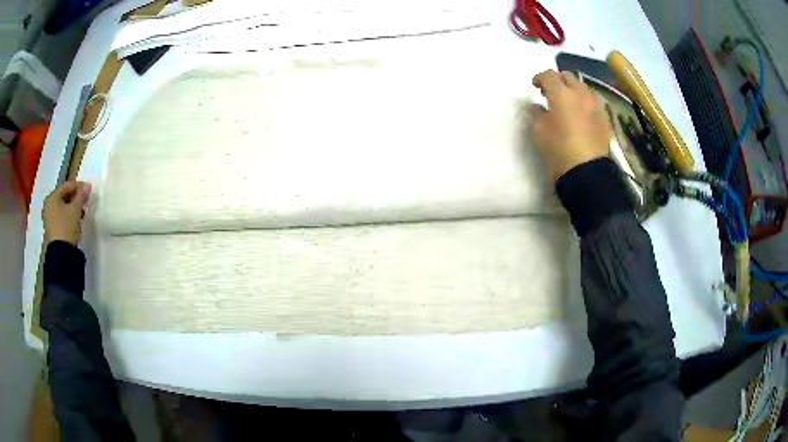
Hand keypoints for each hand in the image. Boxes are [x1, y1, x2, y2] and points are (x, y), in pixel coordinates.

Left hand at [43, 181, 90, 245]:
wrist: (61, 254)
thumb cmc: (66, 226)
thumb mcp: (76, 209)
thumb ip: (81, 196)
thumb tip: (87, 186)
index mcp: (52, 197)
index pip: (67, 186)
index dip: (78, 186)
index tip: (88, 189)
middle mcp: (49, 205)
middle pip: (64, 196)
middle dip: (75, 197)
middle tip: (85, 200)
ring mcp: (49, 218)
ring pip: (63, 207)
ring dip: (72, 207)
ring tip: (81, 211)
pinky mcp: (52, 229)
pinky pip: (61, 216)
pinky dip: (69, 215)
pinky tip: (75, 220)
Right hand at [530, 70, 611, 183]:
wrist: (586, 172)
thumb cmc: (558, 149)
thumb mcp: (539, 130)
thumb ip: (537, 113)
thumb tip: (536, 106)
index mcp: (562, 93)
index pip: (548, 75)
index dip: (539, 78)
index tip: (534, 86)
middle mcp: (580, 94)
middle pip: (568, 77)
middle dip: (557, 80)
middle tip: (550, 92)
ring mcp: (595, 105)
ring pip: (583, 88)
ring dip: (573, 90)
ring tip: (567, 103)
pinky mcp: (605, 118)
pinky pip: (593, 103)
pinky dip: (584, 103)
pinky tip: (581, 115)